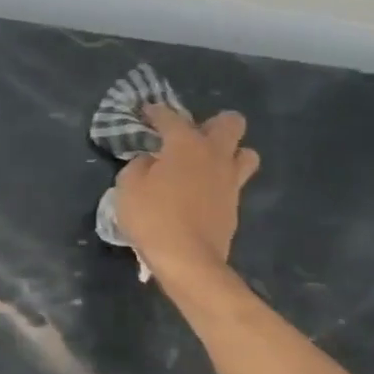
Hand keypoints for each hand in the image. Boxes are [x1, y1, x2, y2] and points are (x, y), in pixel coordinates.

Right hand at [115, 105, 259, 285]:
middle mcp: (215, 155)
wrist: (188, 260)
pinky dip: (220, 181)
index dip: (156, 112)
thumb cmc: (153, 217)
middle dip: (212, 123)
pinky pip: (234, 182)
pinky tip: (201, 191)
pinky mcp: (235, 206)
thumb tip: (150, 161)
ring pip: (245, 153)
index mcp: (186, 144)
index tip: (146, 112)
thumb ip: (139, 165)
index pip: (170, 117)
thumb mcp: (128, 186)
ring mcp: (230, 181)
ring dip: (229, 152)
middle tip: (189, 136)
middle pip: (231, 123)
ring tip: (205, 163)